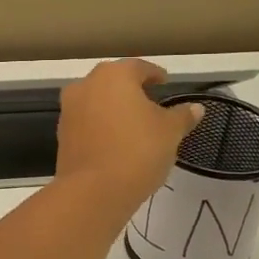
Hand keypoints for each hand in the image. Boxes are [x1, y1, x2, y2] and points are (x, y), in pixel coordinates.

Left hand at [56, 60, 202, 216]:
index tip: (164, 82)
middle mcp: (86, 85)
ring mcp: (70, 110)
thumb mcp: (170, 132)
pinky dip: (101, 127)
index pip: (138, 67)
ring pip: (97, 102)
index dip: (154, 74)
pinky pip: (87, 123)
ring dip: (114, 109)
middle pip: (113, 82)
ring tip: (134, 124)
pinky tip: (116, 142)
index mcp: (114, 75)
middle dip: (131, 90)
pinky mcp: (62, 136)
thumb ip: (182, 116)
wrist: (93, 191)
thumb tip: (196, 108)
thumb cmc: (138, 151)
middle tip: (150, 102)